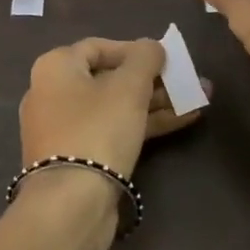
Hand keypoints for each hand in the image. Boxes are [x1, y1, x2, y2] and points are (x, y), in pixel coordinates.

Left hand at [18, 37, 206, 179]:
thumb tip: (151, 46)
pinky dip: (143, 124)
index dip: (134, 50)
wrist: (70, 203)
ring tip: (197, 100)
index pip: (99, 46)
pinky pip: (112, 130)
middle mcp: (52, 93)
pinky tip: (181, 121)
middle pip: (110, 78)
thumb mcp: (129, 86)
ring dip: (155, 102)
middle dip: (153, 80)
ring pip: (115, 107)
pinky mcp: (77, 157)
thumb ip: (145, 58)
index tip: (165, 59)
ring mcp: (63, 128)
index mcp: (56, 68)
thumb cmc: (98, 129)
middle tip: (187, 80)